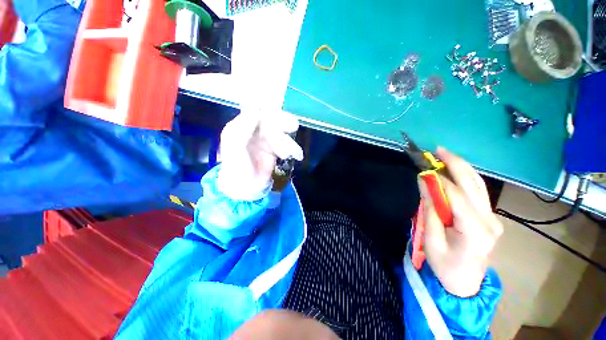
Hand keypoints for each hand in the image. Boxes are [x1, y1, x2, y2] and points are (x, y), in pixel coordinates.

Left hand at [218, 110, 303, 200]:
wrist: (247, 188)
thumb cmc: (237, 167)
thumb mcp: (235, 146)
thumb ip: (243, 128)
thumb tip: (256, 109)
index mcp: (242, 126)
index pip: (256, 111)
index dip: (267, 108)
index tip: (278, 107)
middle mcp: (255, 131)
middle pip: (272, 120)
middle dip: (283, 122)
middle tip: (293, 125)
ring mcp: (267, 140)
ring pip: (281, 134)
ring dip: (288, 142)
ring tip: (289, 153)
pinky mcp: (276, 150)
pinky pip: (287, 145)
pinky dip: (293, 149)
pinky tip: (297, 155)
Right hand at [421, 148, 502, 297]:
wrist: (466, 281)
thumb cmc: (445, 265)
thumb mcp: (431, 240)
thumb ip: (430, 210)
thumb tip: (424, 182)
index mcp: (475, 231)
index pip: (457, 197)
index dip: (439, 181)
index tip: (423, 170)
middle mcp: (490, 220)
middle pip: (473, 185)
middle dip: (456, 164)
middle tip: (438, 150)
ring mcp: (493, 217)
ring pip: (478, 185)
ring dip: (461, 167)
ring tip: (444, 155)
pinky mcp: (489, 216)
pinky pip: (477, 191)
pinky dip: (464, 177)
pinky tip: (453, 169)